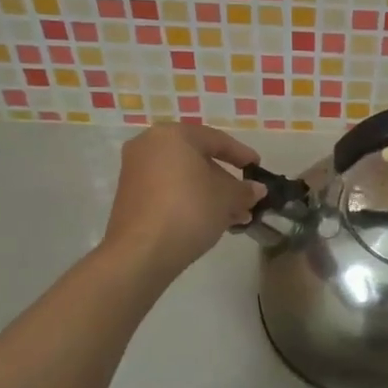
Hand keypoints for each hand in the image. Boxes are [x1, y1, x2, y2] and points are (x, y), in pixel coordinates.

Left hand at [103, 123, 265, 280]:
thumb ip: (245, 190)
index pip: (216, 140)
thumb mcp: (227, 199)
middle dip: (225, 181)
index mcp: (173, 135)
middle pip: (197, 159)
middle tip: (246, 199)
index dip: (241, 154)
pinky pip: (168, 191)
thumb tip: (257, 189)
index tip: (257, 167)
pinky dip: (190, 201)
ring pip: (183, 178)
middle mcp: (149, 146)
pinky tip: (211, 221)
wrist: (142, 251)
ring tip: (235, 217)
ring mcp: (136, 171)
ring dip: (211, 194)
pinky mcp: (130, 197)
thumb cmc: (189, 210)